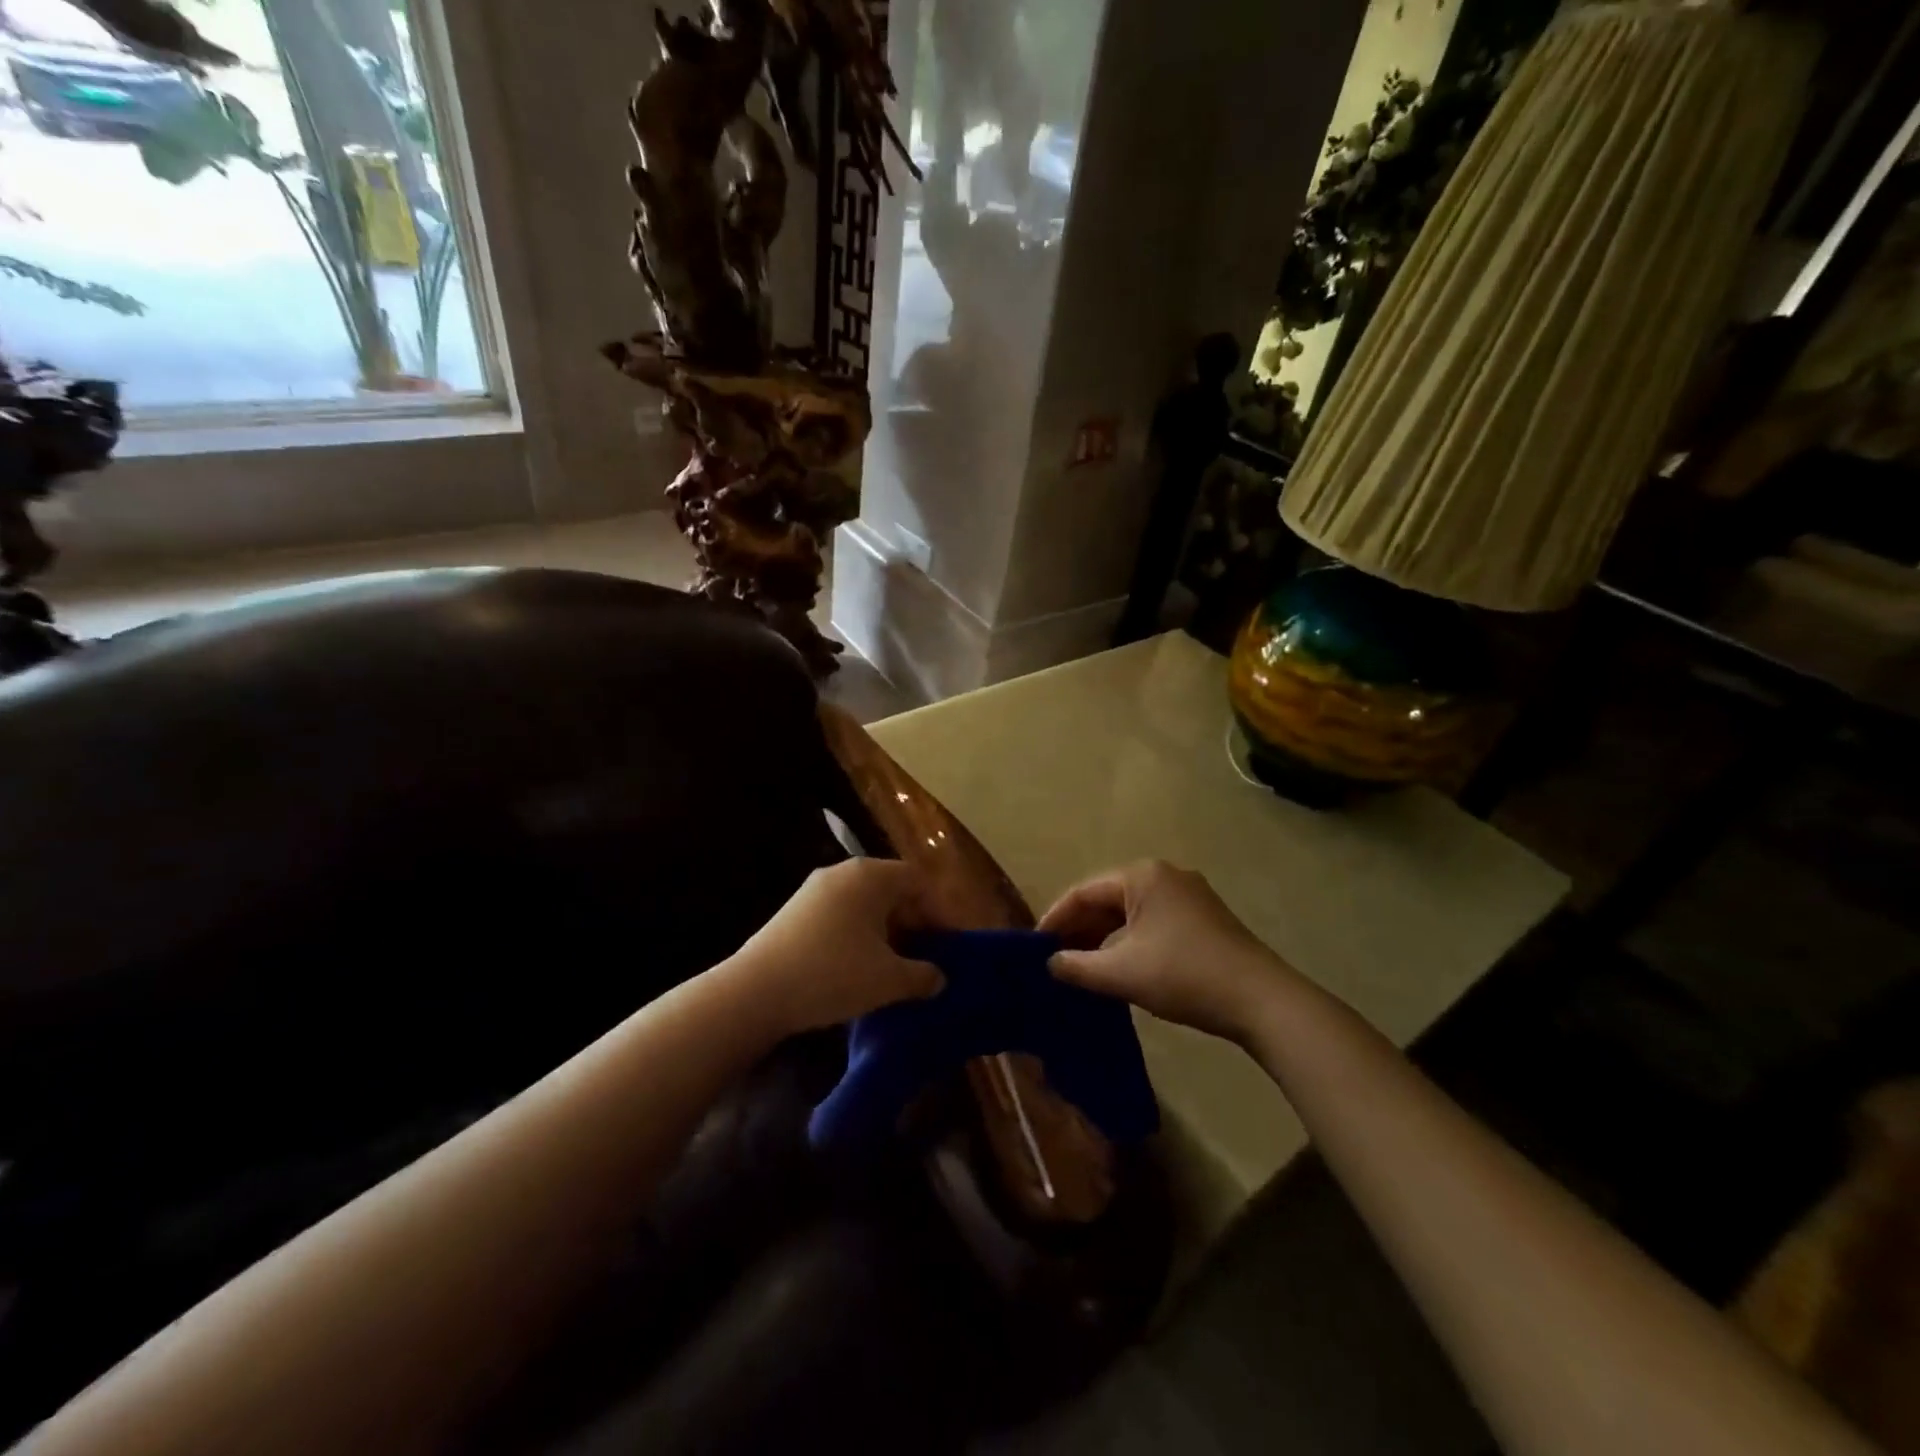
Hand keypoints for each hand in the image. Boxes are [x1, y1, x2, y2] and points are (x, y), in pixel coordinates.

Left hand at [726, 858, 944, 1034]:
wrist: (755, 992)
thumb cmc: (833, 974)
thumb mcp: (888, 980)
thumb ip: (923, 976)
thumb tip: (939, 978)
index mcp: (870, 876)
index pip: (918, 881)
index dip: (940, 912)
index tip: (949, 946)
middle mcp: (843, 872)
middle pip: (891, 889)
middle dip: (913, 923)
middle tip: (925, 958)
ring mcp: (814, 889)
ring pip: (865, 904)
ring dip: (886, 932)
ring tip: (894, 967)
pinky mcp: (794, 911)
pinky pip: (841, 915)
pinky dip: (859, 935)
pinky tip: (859, 968)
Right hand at [1038, 860, 1288, 1042]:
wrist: (1261, 1000)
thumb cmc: (1183, 975)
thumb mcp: (1121, 973)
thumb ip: (1077, 966)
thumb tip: (1050, 963)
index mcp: (1142, 876)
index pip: (1084, 892)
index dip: (1055, 918)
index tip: (1035, 946)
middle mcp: (1165, 875)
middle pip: (1108, 899)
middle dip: (1080, 929)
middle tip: (1055, 959)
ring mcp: (1189, 895)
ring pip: (1131, 912)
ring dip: (1105, 938)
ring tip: (1082, 966)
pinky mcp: (1204, 918)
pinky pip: (1153, 922)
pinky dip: (1130, 941)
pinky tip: (1120, 966)